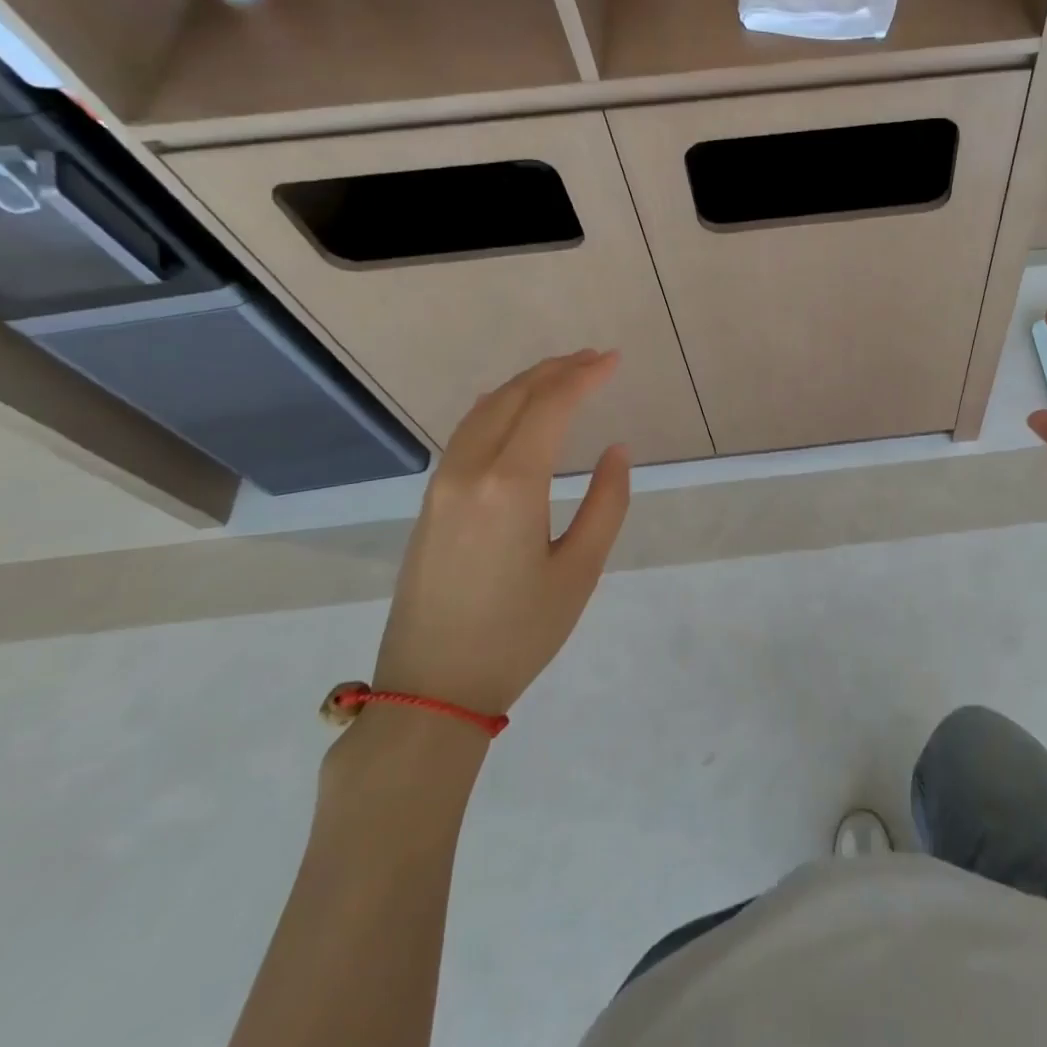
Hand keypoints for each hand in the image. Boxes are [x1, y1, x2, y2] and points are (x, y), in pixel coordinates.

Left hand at [371, 349, 630, 716]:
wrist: (433, 688)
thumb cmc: (519, 633)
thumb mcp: (580, 570)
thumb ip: (607, 503)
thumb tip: (615, 450)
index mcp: (511, 485)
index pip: (550, 407)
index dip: (584, 377)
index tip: (613, 360)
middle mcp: (469, 471)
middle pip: (513, 398)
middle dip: (555, 370)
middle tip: (594, 358)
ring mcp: (441, 485)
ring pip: (484, 411)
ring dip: (525, 385)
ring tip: (562, 375)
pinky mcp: (430, 502)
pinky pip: (466, 434)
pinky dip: (498, 408)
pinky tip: (515, 410)